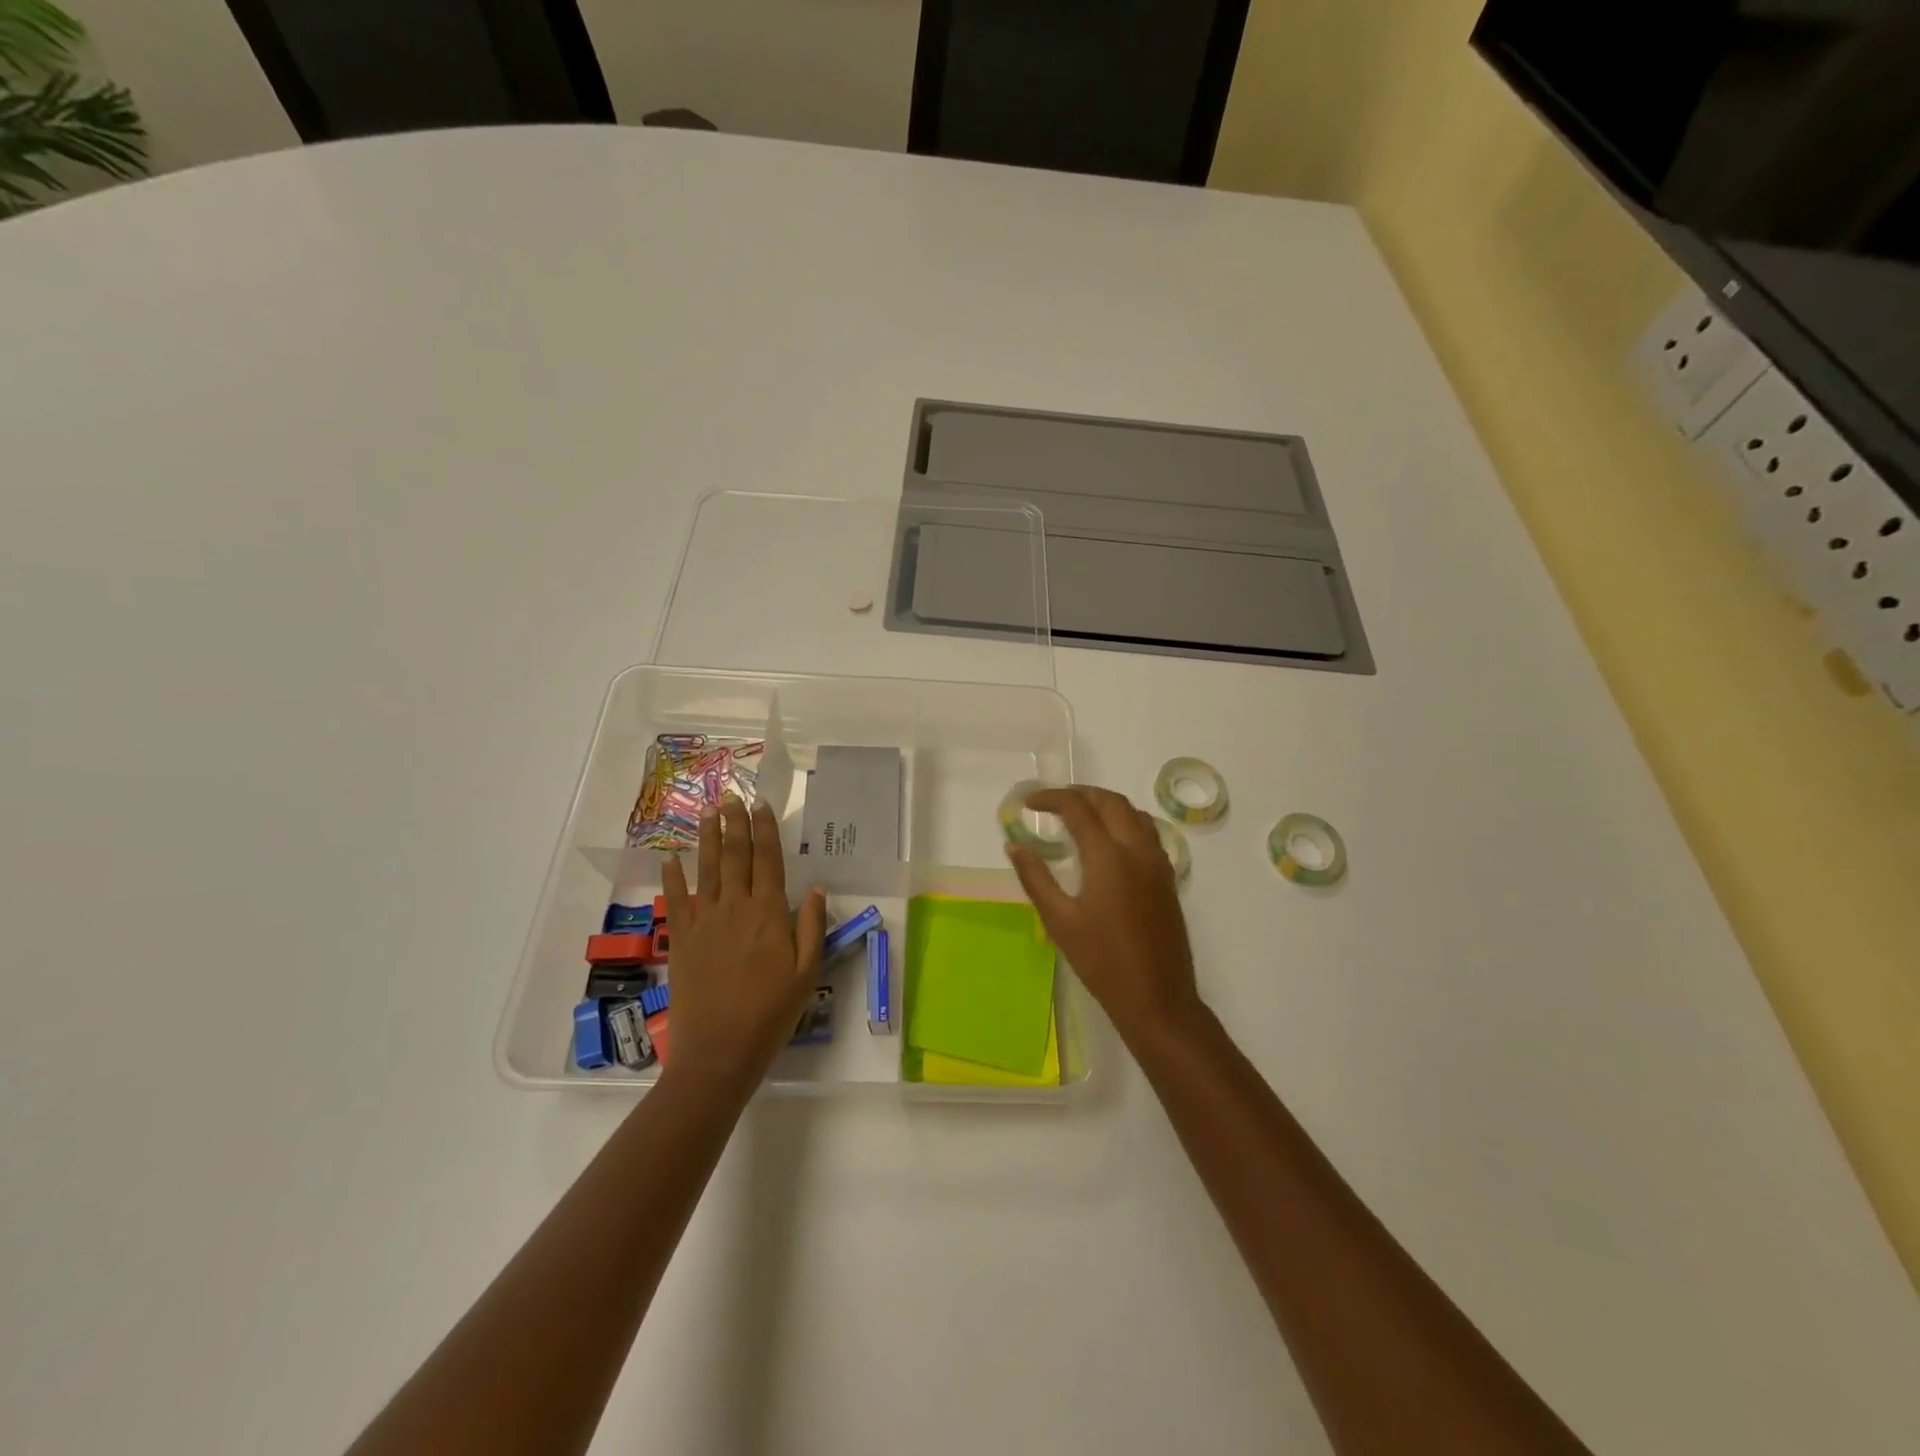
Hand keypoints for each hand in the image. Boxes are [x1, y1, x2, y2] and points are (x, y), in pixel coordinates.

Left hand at [660, 798, 826, 1091]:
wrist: (719, 1051)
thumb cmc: (771, 1013)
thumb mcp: (807, 973)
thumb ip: (811, 926)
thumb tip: (817, 887)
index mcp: (768, 913)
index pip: (768, 860)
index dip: (765, 830)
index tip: (762, 805)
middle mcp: (735, 907)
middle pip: (735, 856)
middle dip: (735, 823)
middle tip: (732, 795)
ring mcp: (704, 921)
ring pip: (707, 869)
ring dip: (708, 838)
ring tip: (707, 812)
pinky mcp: (680, 939)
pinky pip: (676, 900)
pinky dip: (673, 877)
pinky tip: (670, 857)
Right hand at [1005, 785, 1201, 1049]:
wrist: (1157, 998)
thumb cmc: (1102, 962)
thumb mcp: (1059, 921)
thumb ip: (1036, 878)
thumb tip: (1014, 846)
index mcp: (1109, 857)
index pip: (1078, 809)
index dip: (1050, 798)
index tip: (1028, 803)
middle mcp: (1137, 849)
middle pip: (1109, 801)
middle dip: (1079, 794)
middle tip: (1051, 803)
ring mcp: (1157, 862)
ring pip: (1132, 812)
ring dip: (1104, 803)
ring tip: (1078, 814)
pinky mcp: (1167, 876)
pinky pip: (1147, 831)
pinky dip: (1124, 820)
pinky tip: (1108, 840)